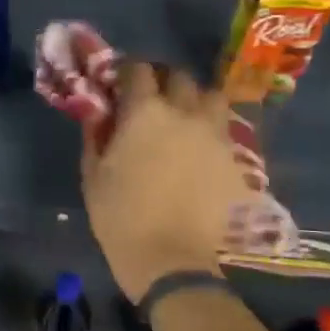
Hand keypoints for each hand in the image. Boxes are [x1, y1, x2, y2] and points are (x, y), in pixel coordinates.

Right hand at [82, 61, 243, 300]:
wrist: (173, 261)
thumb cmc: (121, 217)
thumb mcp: (94, 175)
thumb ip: (96, 135)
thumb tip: (98, 112)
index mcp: (145, 112)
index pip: (137, 70)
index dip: (126, 72)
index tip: (118, 82)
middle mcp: (185, 113)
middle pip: (179, 77)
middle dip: (163, 81)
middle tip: (150, 99)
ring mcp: (215, 135)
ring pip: (211, 97)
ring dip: (195, 100)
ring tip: (184, 118)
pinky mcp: (236, 160)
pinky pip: (225, 131)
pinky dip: (211, 132)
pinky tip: (200, 151)